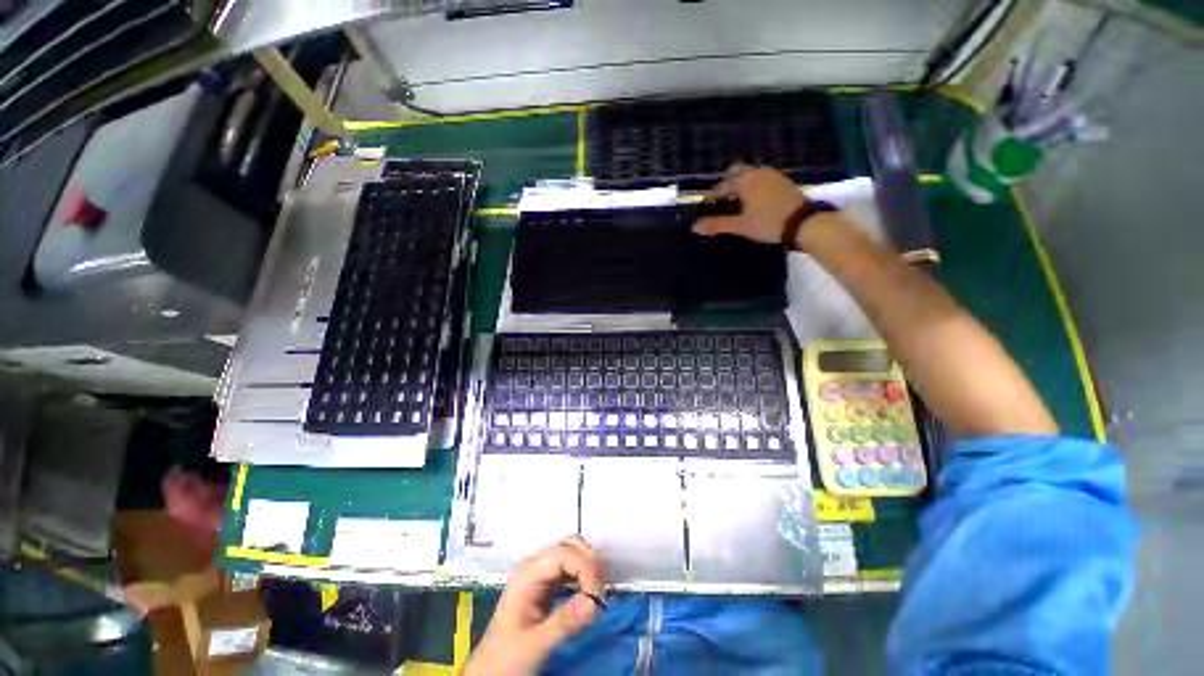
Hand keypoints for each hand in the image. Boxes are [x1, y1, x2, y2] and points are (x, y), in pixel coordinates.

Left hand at [465, 536, 606, 675]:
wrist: (488, 673)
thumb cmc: (505, 659)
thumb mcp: (533, 644)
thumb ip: (563, 623)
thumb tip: (593, 602)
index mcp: (528, 574)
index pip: (564, 553)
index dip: (586, 567)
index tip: (598, 596)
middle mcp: (535, 566)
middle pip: (570, 546)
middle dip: (590, 563)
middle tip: (600, 593)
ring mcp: (541, 575)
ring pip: (573, 554)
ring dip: (589, 569)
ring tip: (597, 596)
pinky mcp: (547, 586)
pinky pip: (572, 570)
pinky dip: (584, 577)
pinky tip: (588, 596)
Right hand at [693, 164, 807, 244]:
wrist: (804, 223)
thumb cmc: (768, 223)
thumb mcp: (740, 226)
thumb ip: (717, 225)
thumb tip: (694, 227)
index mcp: (745, 181)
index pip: (722, 185)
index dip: (712, 195)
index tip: (706, 205)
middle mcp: (758, 172)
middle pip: (737, 171)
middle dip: (727, 183)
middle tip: (722, 200)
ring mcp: (773, 175)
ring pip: (751, 174)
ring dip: (741, 184)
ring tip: (736, 202)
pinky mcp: (783, 181)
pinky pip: (762, 178)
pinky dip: (753, 186)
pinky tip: (754, 200)